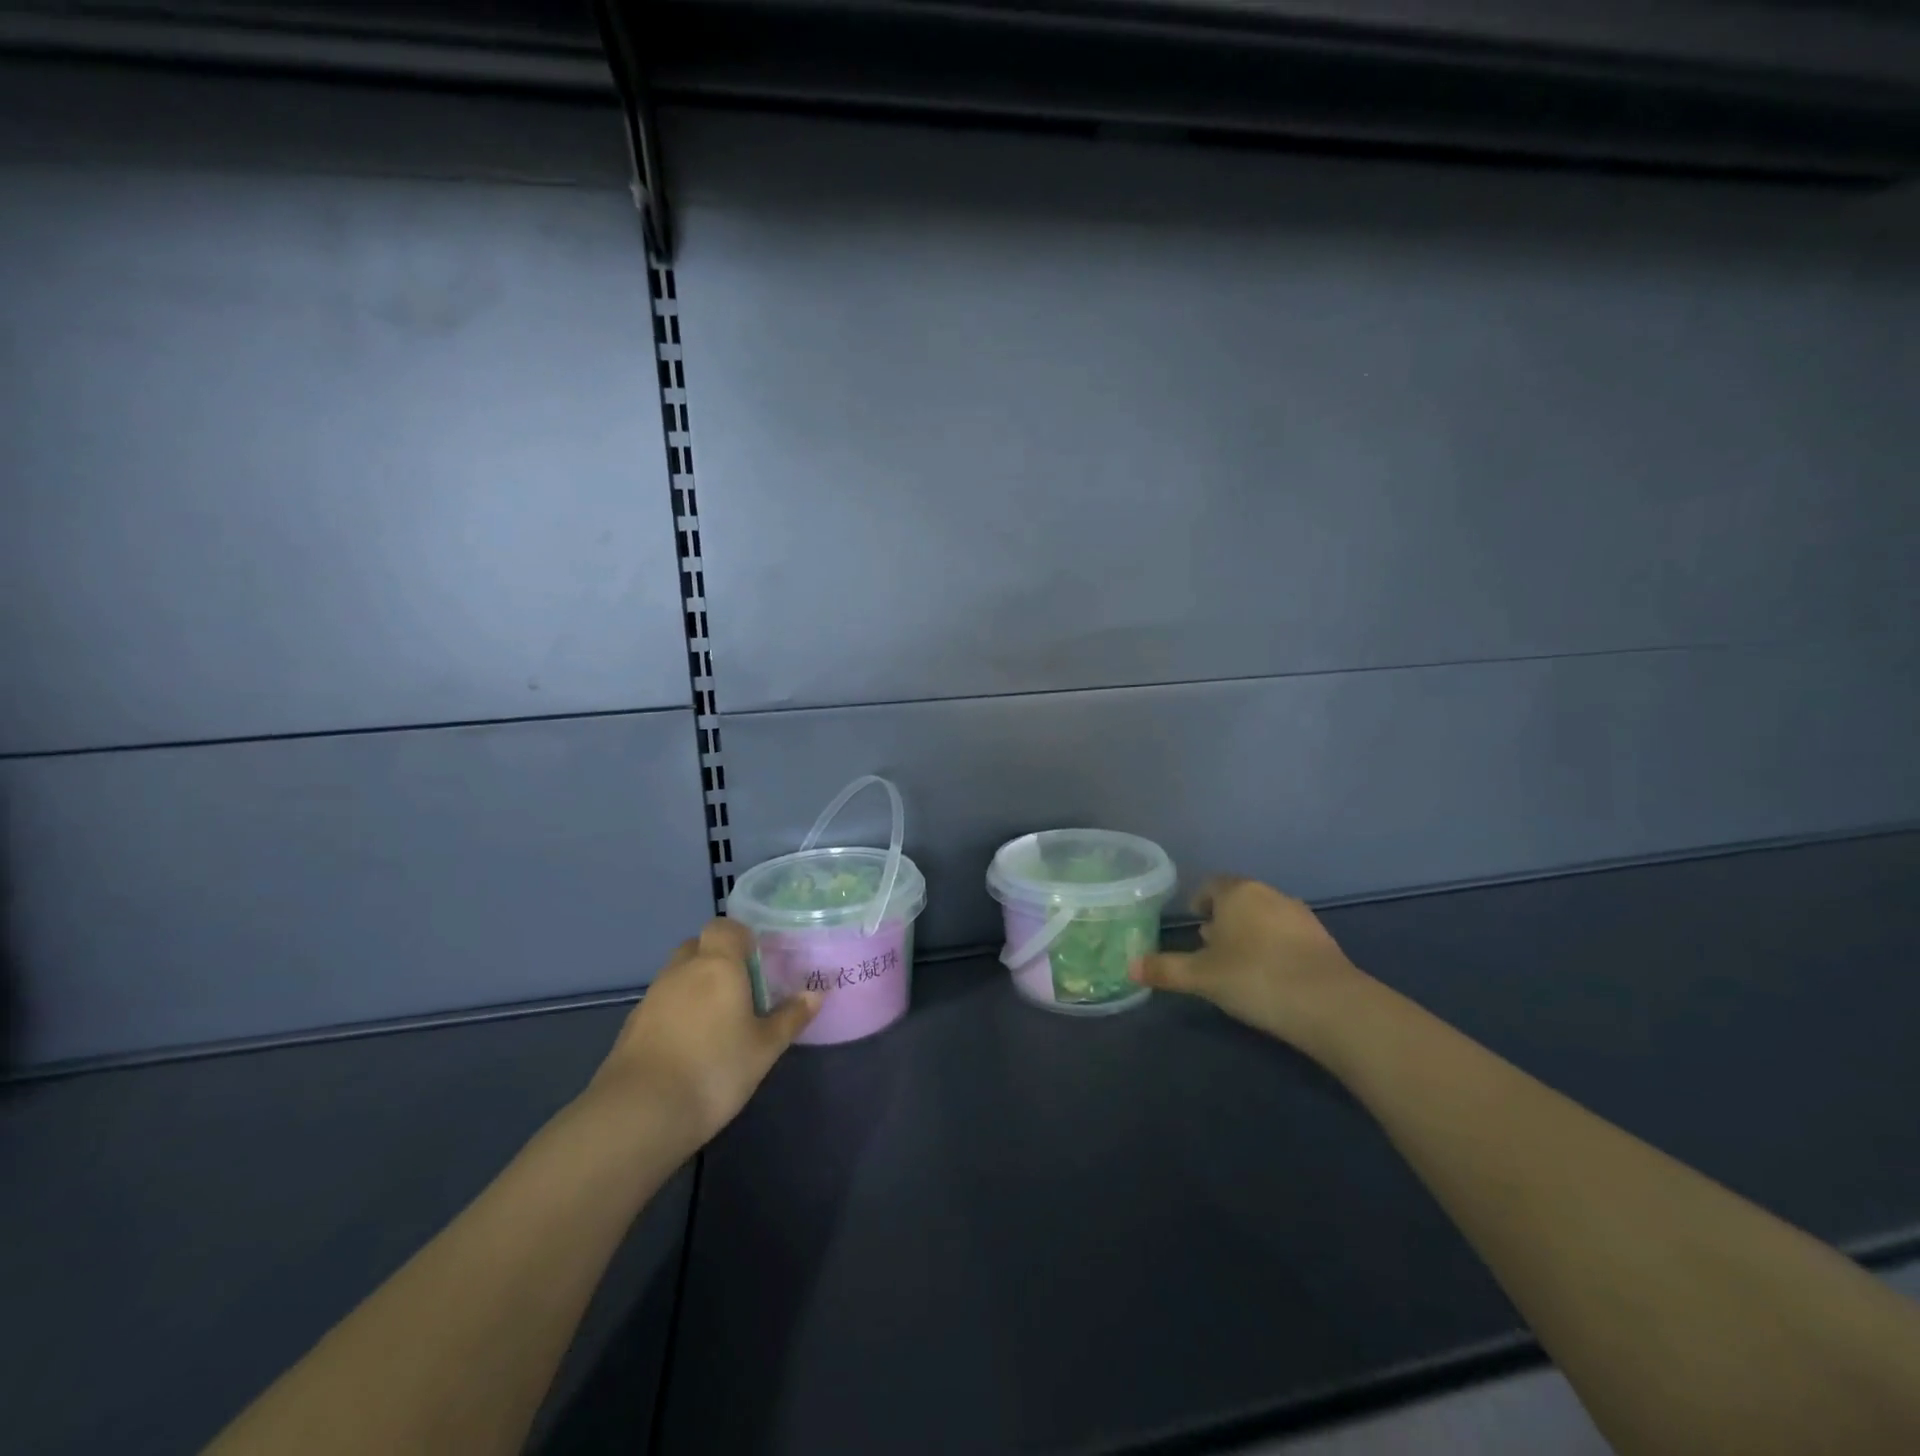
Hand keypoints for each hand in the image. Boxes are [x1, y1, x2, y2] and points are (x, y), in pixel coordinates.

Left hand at [586, 919, 818, 1150]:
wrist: (640, 1113)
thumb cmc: (714, 1070)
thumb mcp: (764, 1048)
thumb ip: (790, 1017)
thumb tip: (815, 993)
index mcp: (717, 964)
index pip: (725, 926)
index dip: (741, 936)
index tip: (759, 960)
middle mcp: (682, 970)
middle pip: (699, 947)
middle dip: (718, 959)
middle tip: (741, 988)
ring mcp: (652, 996)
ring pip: (678, 975)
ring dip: (696, 986)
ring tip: (718, 1021)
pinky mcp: (633, 1025)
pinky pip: (662, 1003)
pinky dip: (677, 1012)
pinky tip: (690, 1045)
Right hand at [1133, 877, 1365, 1047]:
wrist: (1329, 1004)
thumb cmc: (1254, 977)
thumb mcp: (1201, 977)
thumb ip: (1165, 970)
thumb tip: (1129, 967)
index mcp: (1237, 893)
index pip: (1211, 885)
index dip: (1199, 901)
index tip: (1193, 922)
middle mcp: (1269, 894)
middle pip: (1239, 899)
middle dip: (1223, 919)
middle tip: (1209, 946)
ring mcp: (1300, 915)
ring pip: (1264, 916)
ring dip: (1249, 933)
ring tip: (1238, 963)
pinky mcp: (1323, 940)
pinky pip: (1287, 935)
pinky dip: (1274, 947)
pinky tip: (1270, 975)